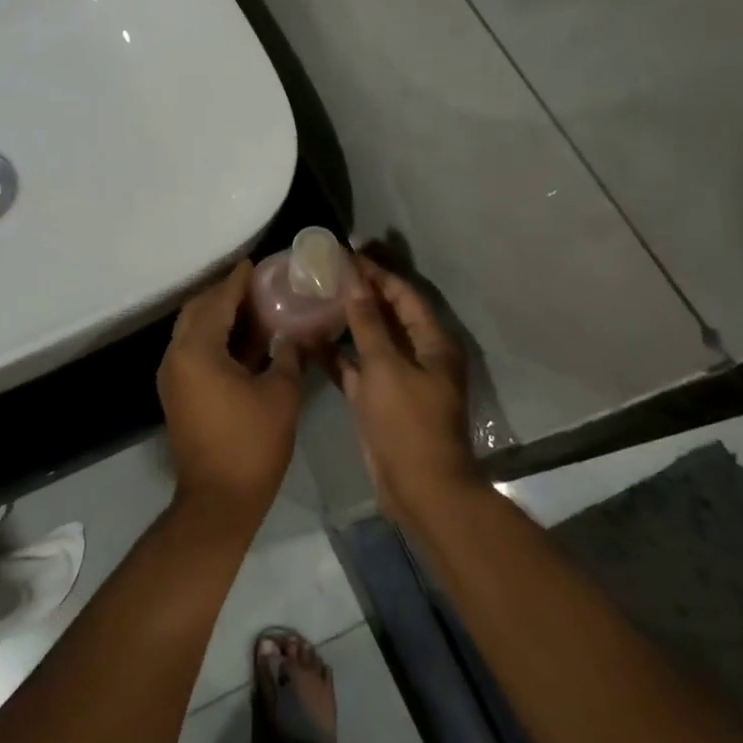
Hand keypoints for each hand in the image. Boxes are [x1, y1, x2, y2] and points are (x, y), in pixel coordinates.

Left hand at [157, 261, 304, 526]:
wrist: (218, 500)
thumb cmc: (252, 444)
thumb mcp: (281, 394)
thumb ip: (288, 355)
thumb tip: (292, 335)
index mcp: (197, 350)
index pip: (218, 301)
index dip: (237, 281)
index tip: (253, 263)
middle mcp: (176, 357)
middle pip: (198, 311)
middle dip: (224, 294)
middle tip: (255, 285)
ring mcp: (173, 377)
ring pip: (193, 331)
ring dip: (218, 317)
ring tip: (254, 308)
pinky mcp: (177, 394)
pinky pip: (193, 352)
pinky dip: (215, 340)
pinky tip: (244, 341)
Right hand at [333, 256, 482, 524]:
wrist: (419, 488)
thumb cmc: (408, 422)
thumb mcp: (386, 367)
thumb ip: (368, 323)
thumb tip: (354, 282)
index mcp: (432, 342)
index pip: (403, 295)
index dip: (376, 273)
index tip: (346, 254)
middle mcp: (419, 354)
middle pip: (388, 314)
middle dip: (360, 292)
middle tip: (326, 271)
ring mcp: (399, 378)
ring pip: (370, 340)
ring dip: (347, 321)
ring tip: (315, 298)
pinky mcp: (380, 399)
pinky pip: (357, 368)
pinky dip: (338, 355)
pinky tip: (309, 339)